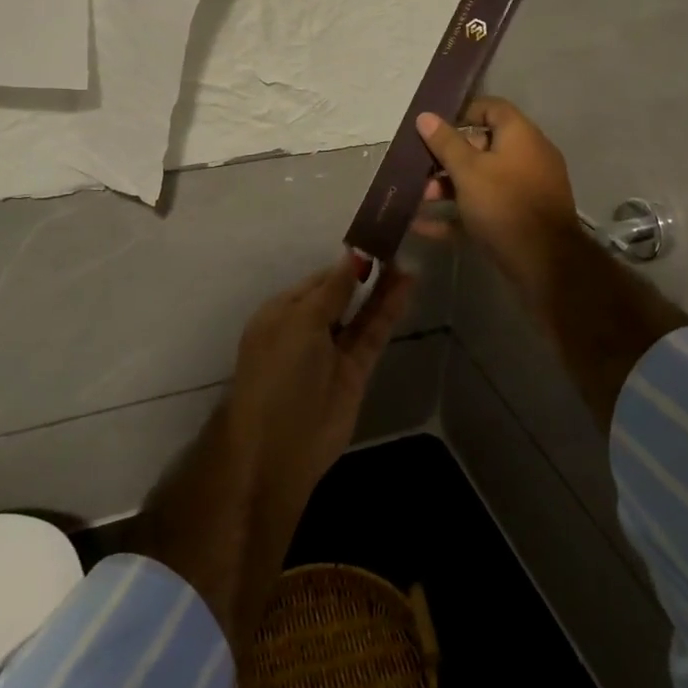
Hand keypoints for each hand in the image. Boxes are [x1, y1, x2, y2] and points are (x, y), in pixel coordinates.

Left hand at [226, 252, 414, 507]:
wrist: (280, 447)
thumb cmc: (280, 373)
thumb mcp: (301, 322)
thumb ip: (332, 290)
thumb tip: (352, 256)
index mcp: (281, 313)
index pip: (318, 280)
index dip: (345, 262)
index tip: (374, 240)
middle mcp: (306, 329)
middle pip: (341, 294)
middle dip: (366, 273)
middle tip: (397, 246)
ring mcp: (332, 351)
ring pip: (361, 313)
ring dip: (381, 289)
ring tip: (407, 262)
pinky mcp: (355, 371)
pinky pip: (373, 333)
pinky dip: (388, 311)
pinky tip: (405, 287)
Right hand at [413, 96, 579, 293]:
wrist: (544, 262)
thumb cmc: (504, 203)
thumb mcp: (468, 170)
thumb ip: (445, 143)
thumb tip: (425, 116)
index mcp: (520, 135)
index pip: (492, 108)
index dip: (462, 113)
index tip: (434, 127)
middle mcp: (527, 157)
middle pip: (483, 147)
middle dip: (447, 158)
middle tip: (419, 170)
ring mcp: (525, 190)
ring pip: (481, 181)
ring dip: (448, 188)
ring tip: (418, 199)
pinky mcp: (520, 220)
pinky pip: (485, 209)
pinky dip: (457, 215)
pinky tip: (423, 226)